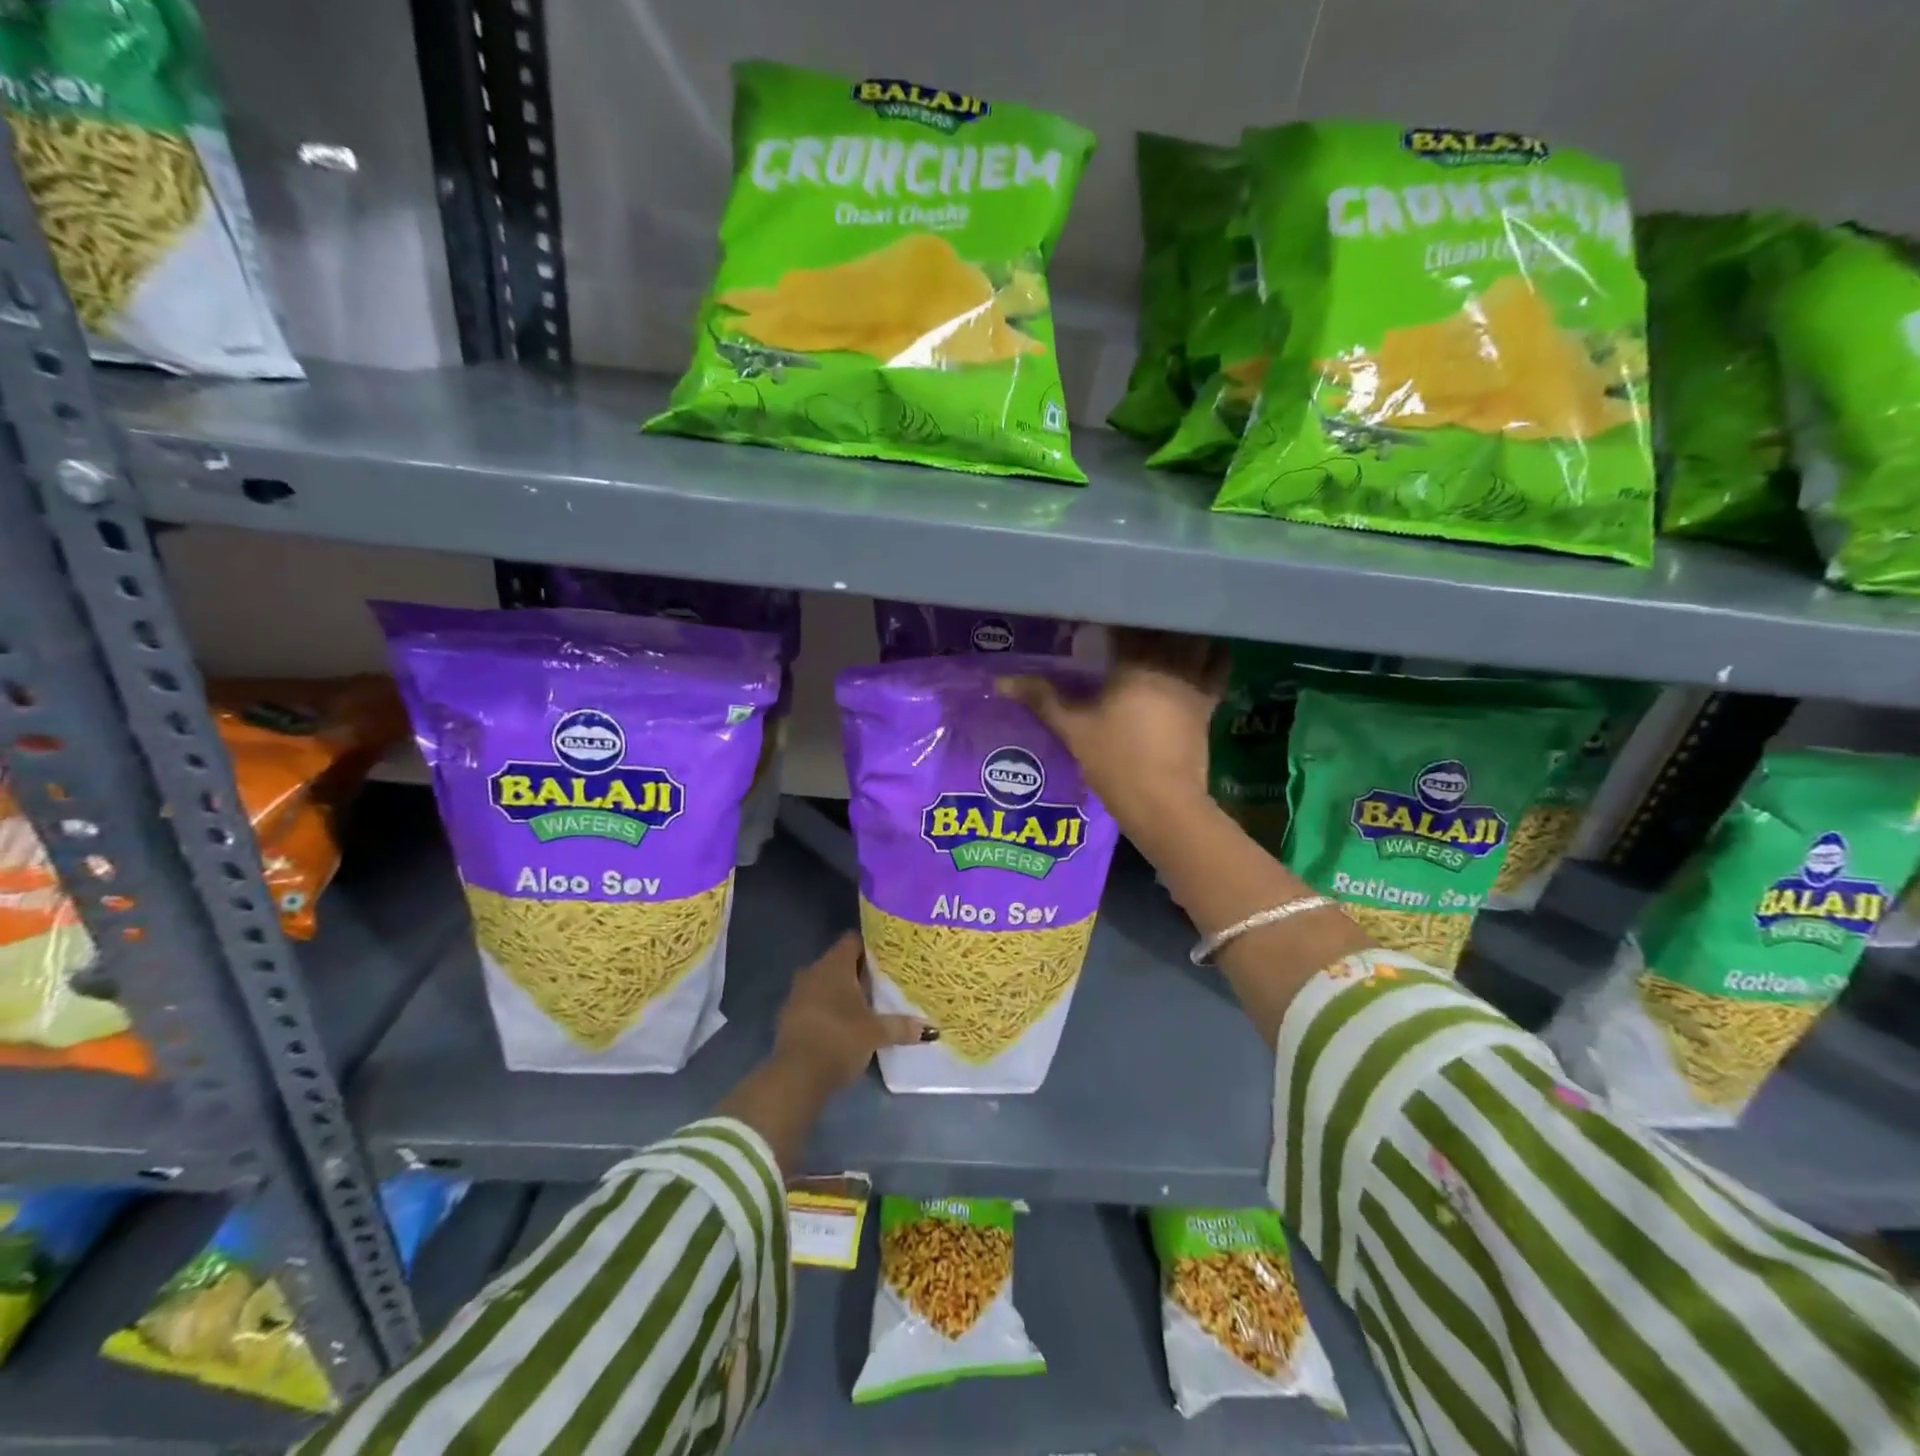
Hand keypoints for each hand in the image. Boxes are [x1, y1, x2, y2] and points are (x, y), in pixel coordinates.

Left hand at [771, 932, 929, 1093]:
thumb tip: (931, 1029)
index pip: (853, 940)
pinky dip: (827, 1010)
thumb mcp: (876, 1033)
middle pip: (839, 963)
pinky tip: (843, 1025)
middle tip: (883, 983)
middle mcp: (813, 972)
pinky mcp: (789, 1018)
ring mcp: (797, 994)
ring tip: (866, 1005)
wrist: (796, 1076)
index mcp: (834, 965)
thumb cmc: (840, 1039)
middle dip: (859, 972)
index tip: (888, 957)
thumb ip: (902, 1026)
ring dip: (841, 993)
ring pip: (825, 984)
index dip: (871, 946)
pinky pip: (813, 1004)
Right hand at [996, 628, 1226, 831]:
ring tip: (1167, 625)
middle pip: (1165, 626)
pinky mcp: (1208, 703)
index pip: (1127, 623)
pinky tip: (1203, 649)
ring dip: (1184, 630)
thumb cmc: (1115, 761)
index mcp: (1133, 663)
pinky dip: (1212, 654)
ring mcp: (1193, 683)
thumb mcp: (1073, 729)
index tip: (1101, 609)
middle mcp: (1169, 664)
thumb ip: (1042, 698)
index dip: (1114, 613)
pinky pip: (1217, 668)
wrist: (1163, 802)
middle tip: (1133, 616)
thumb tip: (1001, 681)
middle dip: (1150, 618)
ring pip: (1196, 640)